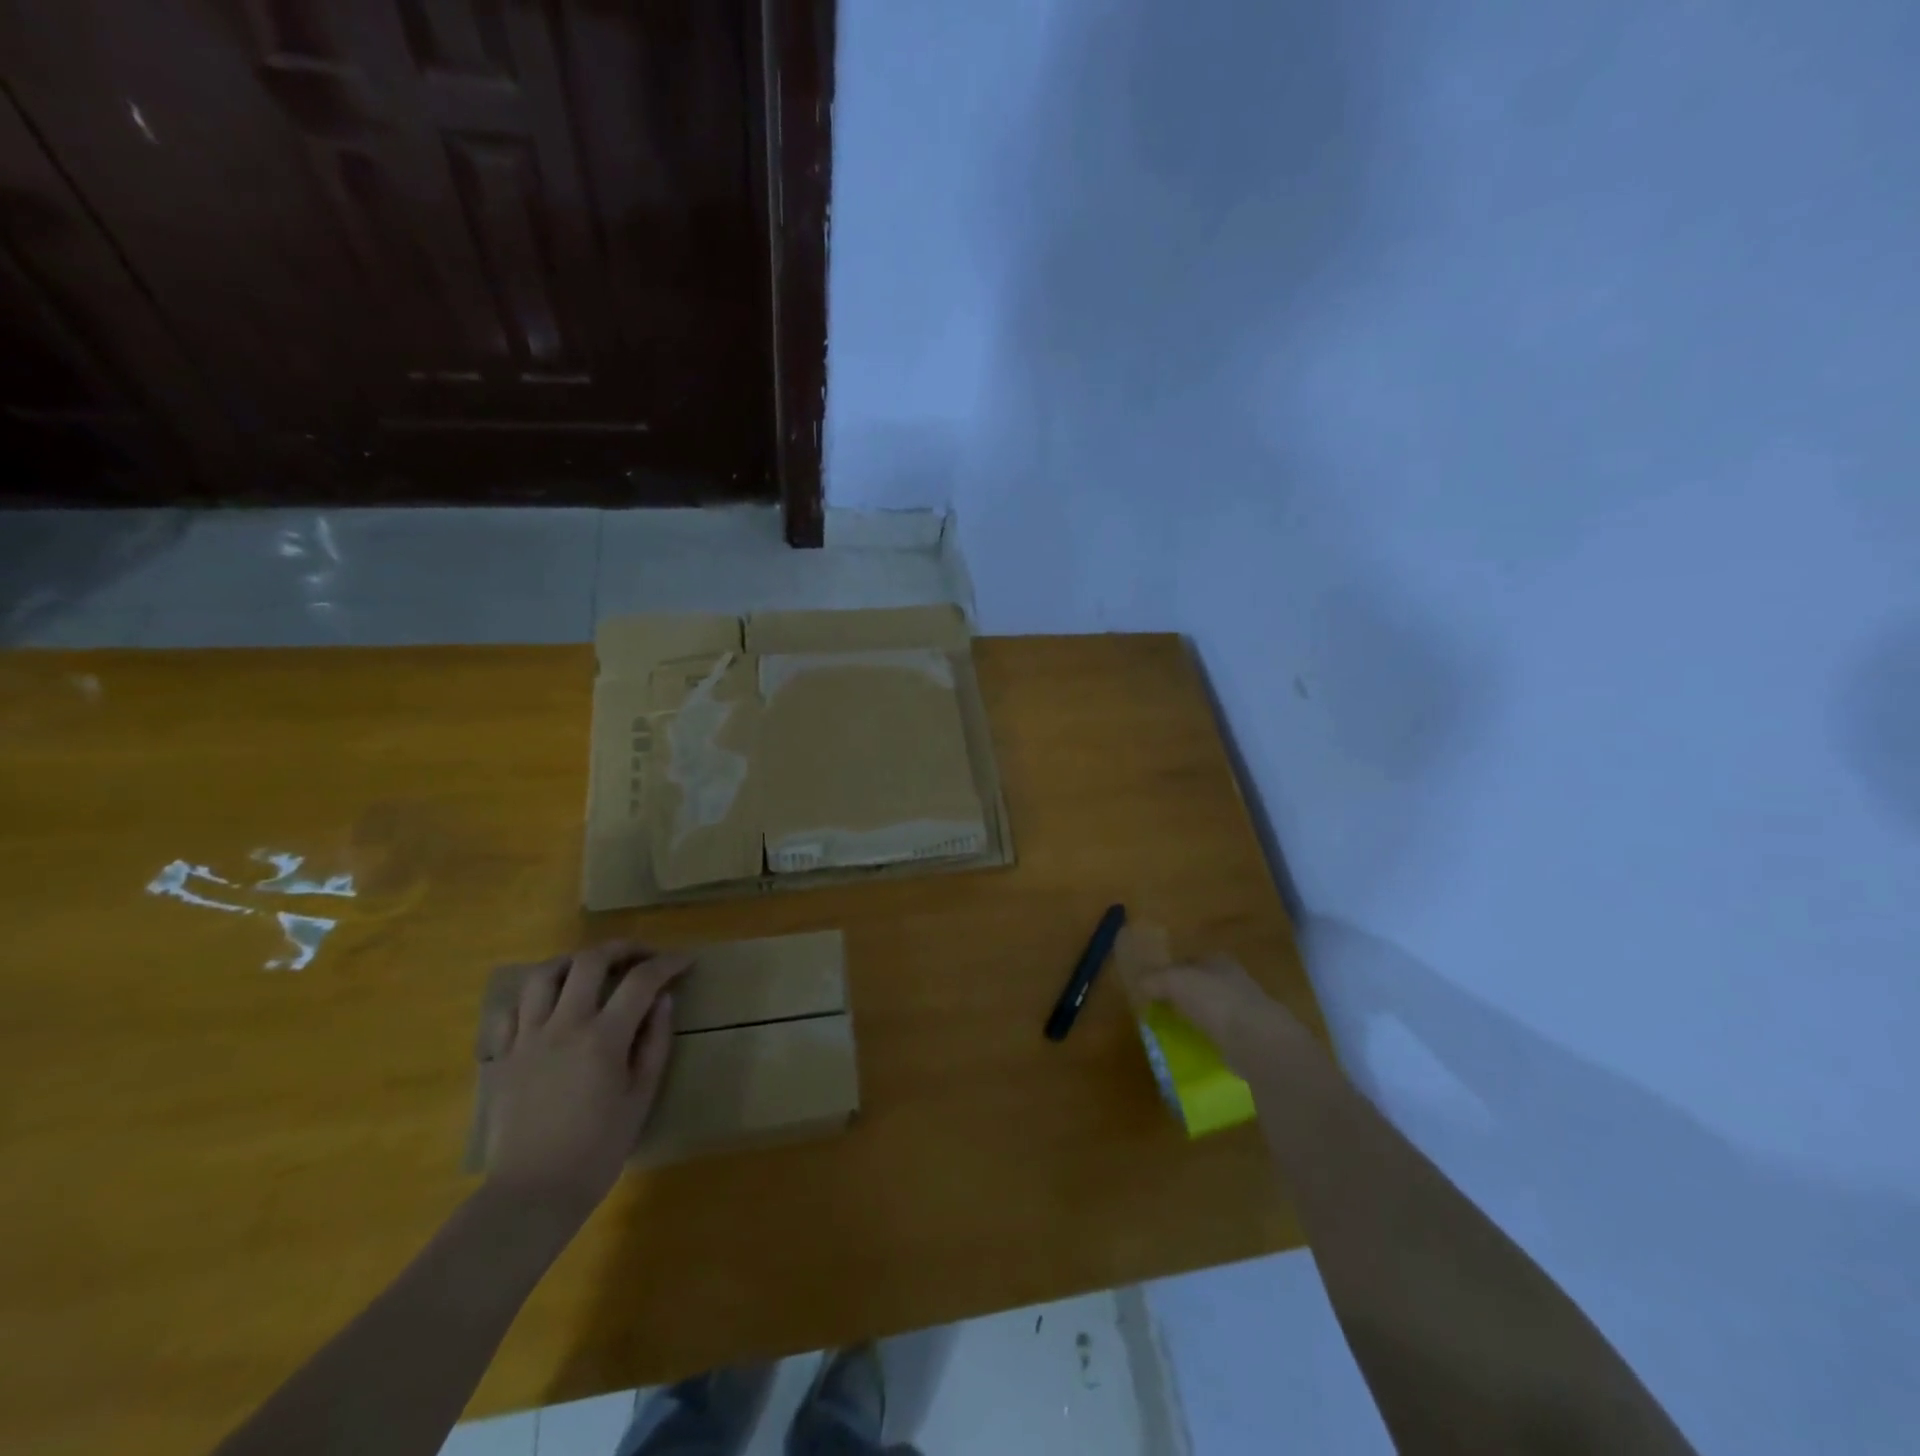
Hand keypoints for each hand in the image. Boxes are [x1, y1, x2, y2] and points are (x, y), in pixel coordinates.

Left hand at [483, 940, 690, 1219]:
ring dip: (573, 962)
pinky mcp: (503, 1055)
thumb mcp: (641, 1096)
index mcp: (603, 1038)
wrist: (532, 1194)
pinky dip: (533, 995)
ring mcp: (527, 1038)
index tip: (685, 961)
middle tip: (642, 957)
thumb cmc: (598, 1149)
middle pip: (590, 961)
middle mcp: (563, 1026)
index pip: (641, 980)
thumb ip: (654, 1042)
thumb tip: (663, 1000)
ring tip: (591, 970)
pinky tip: (550, 1004)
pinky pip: (511, 1008)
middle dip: (623, 949)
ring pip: (543, 974)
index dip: (668, 963)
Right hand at [1139, 955, 1318, 1079]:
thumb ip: (1154, 979)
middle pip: (1202, 984)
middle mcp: (1234, 979)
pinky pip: (1224, 1034)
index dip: (1171, 972)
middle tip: (1164, 1010)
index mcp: (1218, 960)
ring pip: (1214, 1009)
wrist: (1256, 1039)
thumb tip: (1139, 984)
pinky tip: (1200, 1048)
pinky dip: (1212, 1039)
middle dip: (1186, 996)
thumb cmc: (1214, 1000)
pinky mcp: (1253, 1036)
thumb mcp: (1174, 982)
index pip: (1189, 961)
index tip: (1155, 988)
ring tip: (1178, 1032)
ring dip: (1199, 1018)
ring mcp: (1247, 1008)